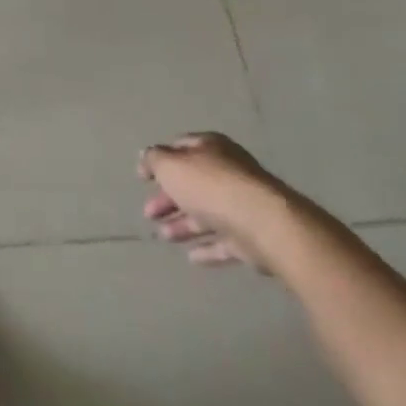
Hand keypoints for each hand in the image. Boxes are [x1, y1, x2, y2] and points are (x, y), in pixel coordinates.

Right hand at [140, 132, 301, 273]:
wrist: (262, 224)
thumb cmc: (211, 186)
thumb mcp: (171, 166)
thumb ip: (155, 160)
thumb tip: (146, 156)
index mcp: (211, 148)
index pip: (181, 147)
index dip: (160, 160)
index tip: (143, 178)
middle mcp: (228, 171)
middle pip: (192, 184)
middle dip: (168, 199)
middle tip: (149, 214)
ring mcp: (242, 205)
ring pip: (207, 213)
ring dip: (183, 224)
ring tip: (163, 236)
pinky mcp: (252, 237)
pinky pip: (224, 241)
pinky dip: (207, 248)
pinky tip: (191, 257)